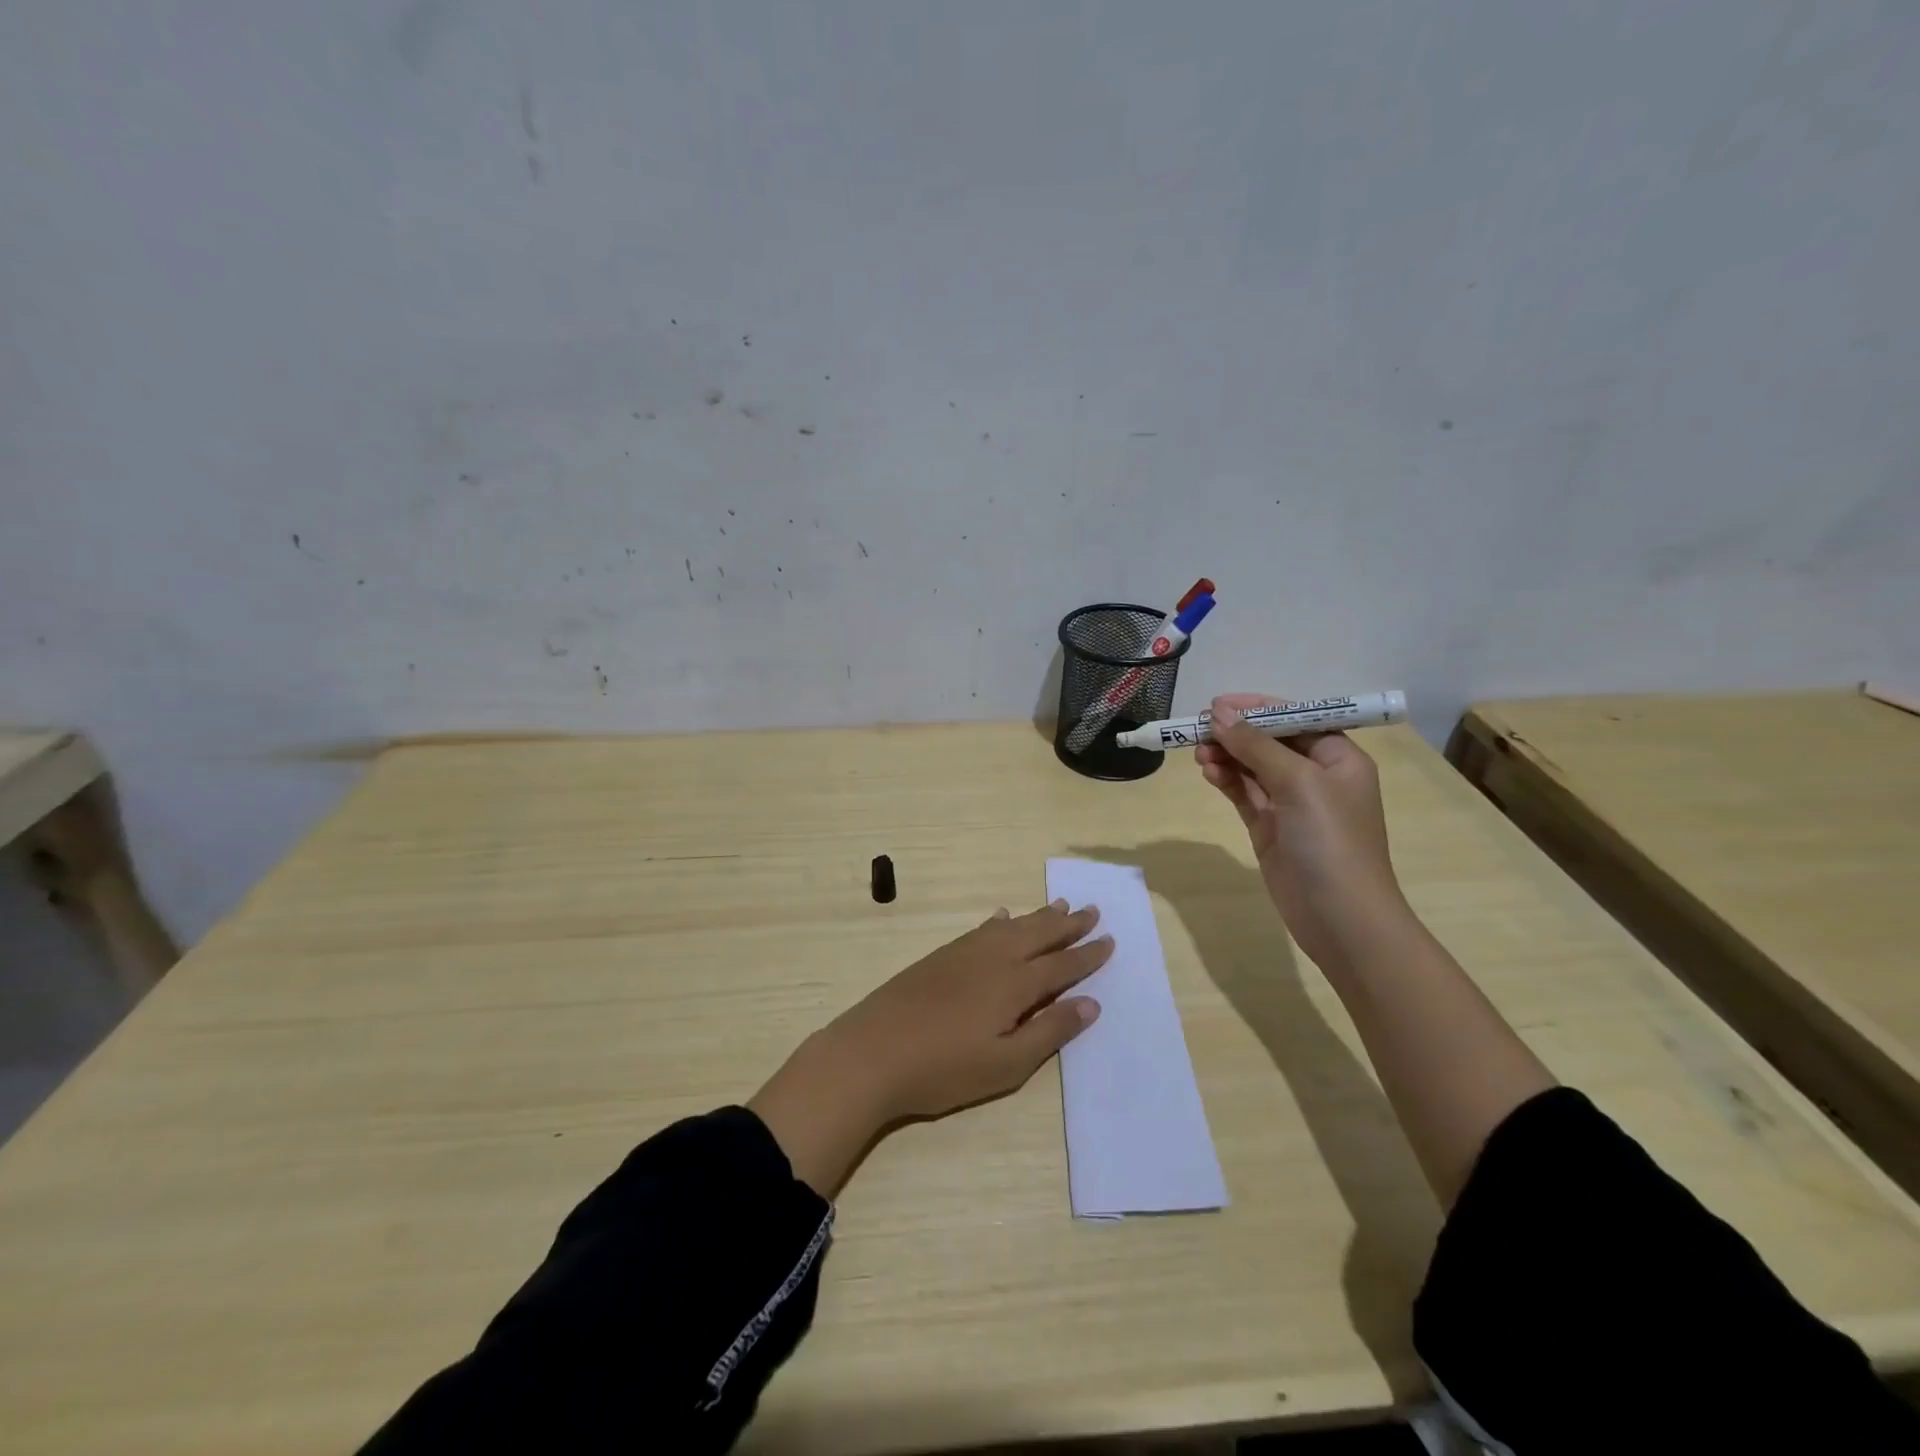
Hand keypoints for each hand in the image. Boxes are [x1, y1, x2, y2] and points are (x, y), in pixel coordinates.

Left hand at [750, 901, 1110, 1194]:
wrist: (871, 1052)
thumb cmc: (943, 1069)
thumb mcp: (1005, 1065)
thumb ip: (1049, 1032)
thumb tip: (1090, 1003)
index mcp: (1014, 985)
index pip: (1061, 966)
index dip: (1086, 955)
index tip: (1109, 940)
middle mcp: (993, 959)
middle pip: (1038, 935)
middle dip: (1068, 924)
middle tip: (1092, 910)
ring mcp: (964, 954)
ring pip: (1011, 927)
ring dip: (1038, 916)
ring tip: (1059, 904)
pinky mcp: (940, 956)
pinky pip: (981, 929)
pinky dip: (999, 921)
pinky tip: (1001, 917)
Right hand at [1195, 694, 1413, 972]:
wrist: (1341, 918)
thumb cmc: (1330, 840)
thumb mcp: (1298, 782)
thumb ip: (1256, 745)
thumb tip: (1219, 712)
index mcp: (1338, 757)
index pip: (1295, 718)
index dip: (1257, 707)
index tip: (1217, 704)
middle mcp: (1316, 776)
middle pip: (1270, 741)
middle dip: (1236, 732)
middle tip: (1198, 729)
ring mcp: (1291, 804)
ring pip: (1252, 767)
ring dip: (1227, 756)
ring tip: (1198, 753)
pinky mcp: (1270, 827)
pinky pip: (1244, 793)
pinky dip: (1226, 780)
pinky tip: (1208, 772)